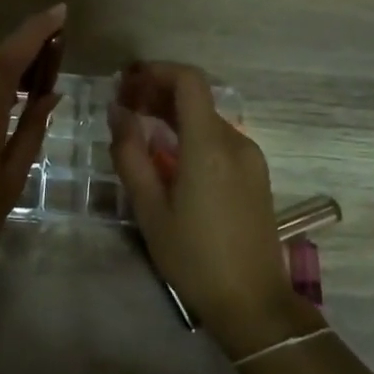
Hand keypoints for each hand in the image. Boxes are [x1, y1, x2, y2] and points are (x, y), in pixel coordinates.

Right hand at [110, 61, 317, 357]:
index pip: (189, 81)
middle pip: (197, 97)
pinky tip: (168, 154)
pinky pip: (219, 139)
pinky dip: (191, 133)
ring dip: (173, 114)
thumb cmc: (194, 258)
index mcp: (209, 147)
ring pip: (207, 118)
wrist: (252, 302)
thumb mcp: (150, 210)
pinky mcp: (255, 174)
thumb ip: (131, 156)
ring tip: (139, 129)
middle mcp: (235, 142)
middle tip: (123, 105)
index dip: (157, 71)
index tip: (126, 82)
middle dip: (158, 92)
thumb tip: (118, 114)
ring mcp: (250, 158)